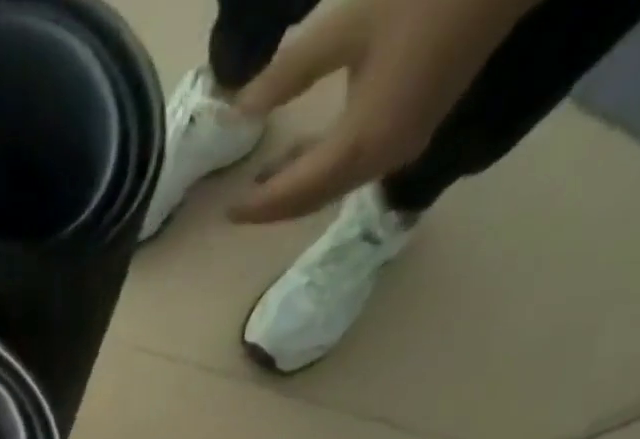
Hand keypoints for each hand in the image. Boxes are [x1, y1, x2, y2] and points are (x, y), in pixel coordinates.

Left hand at [226, 0, 531, 222]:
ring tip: (262, 184)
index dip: (257, 206)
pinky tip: (305, 153)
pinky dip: (323, 168)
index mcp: (359, 146)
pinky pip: (355, 166)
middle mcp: (379, 162)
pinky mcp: (414, 129)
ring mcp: (401, 148)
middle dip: (274, 206)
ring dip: (298, 189)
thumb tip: (240, 110)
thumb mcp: (345, 26)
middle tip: (238, 206)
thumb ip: (288, 74)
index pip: (294, 193)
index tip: (225, 211)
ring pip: (334, 185)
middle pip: (313, 199)